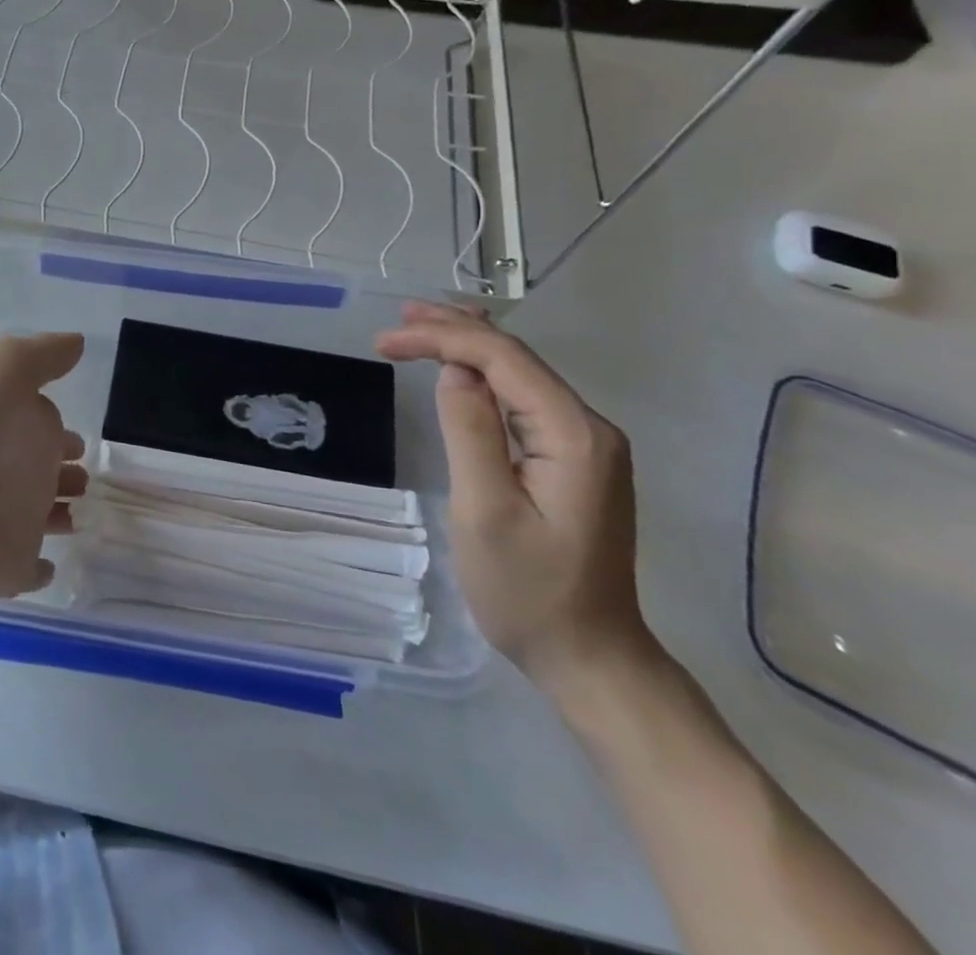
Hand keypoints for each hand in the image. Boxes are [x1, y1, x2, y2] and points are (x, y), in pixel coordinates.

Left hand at [0, 332, 86, 603]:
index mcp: (16, 427)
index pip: (48, 428)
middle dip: (69, 472)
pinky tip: (52, 566)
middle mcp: (15, 472)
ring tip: (80, 512)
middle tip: (85, 477)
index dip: (65, 432)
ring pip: (46, 518)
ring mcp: (12, 522)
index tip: (82, 440)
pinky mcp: (9, 567)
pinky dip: (42, 570)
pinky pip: (32, 572)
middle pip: (49, 472)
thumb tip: (77, 341)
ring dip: (63, 514)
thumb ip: (41, 355)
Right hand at [375, 303, 658, 696]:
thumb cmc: (529, 591)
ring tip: (419, 329)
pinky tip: (460, 369)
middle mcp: (589, 428)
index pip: (503, 359)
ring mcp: (585, 445)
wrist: (590, 657)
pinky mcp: (573, 460)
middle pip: (516, 357)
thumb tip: (452, 372)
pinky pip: (524, 399)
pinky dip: (484, 375)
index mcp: (573, 435)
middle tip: (398, 319)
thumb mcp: (486, 511)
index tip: (385, 340)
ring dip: (468, 347)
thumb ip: (470, 432)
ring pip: (520, 374)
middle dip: (455, 330)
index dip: (442, 338)